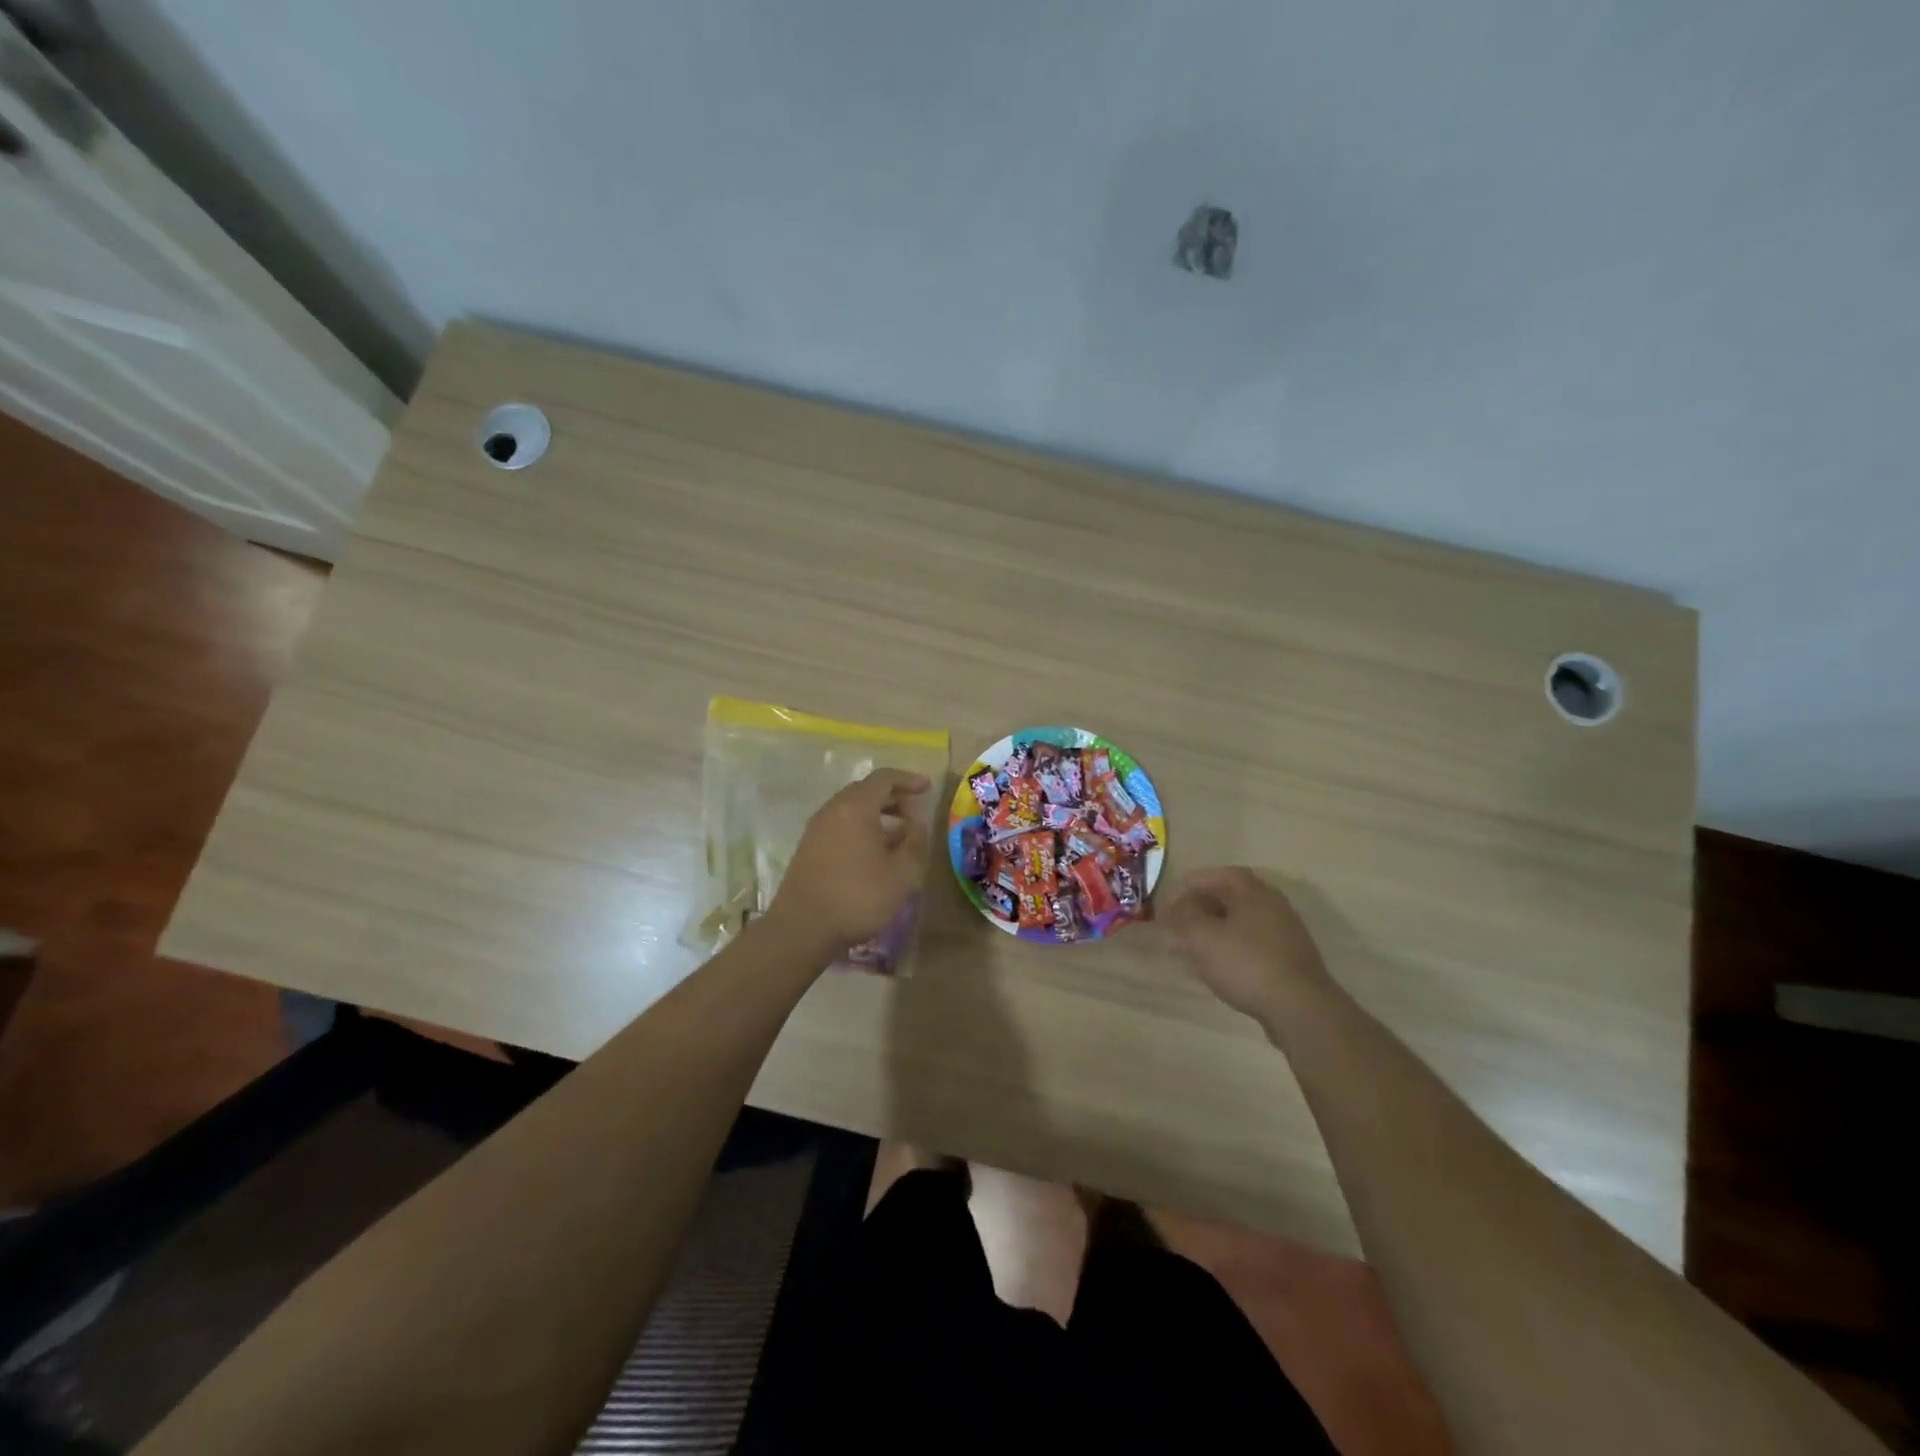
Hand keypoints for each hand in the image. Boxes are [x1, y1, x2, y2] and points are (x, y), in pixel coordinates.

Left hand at [767, 769, 932, 956]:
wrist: (802, 929)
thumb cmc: (857, 896)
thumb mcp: (900, 872)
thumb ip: (914, 841)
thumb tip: (917, 821)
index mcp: (855, 807)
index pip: (884, 778)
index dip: (908, 780)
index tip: (927, 788)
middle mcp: (833, 810)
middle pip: (866, 791)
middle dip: (893, 797)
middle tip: (915, 812)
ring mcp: (817, 829)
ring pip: (852, 810)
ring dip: (878, 815)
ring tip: (900, 835)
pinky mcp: (809, 848)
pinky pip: (841, 826)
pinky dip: (862, 828)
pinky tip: (875, 852)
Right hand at [1166, 867, 1331, 1028]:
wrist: (1299, 1008)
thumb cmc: (1246, 963)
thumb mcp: (1202, 936)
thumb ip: (1184, 916)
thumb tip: (1175, 906)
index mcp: (1254, 893)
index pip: (1223, 875)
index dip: (1197, 880)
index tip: (1177, 890)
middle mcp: (1273, 907)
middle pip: (1233, 899)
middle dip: (1202, 908)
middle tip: (1179, 921)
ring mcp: (1285, 936)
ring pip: (1241, 925)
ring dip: (1215, 931)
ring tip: (1191, 946)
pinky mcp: (1288, 963)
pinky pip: (1252, 946)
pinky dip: (1230, 949)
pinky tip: (1216, 967)